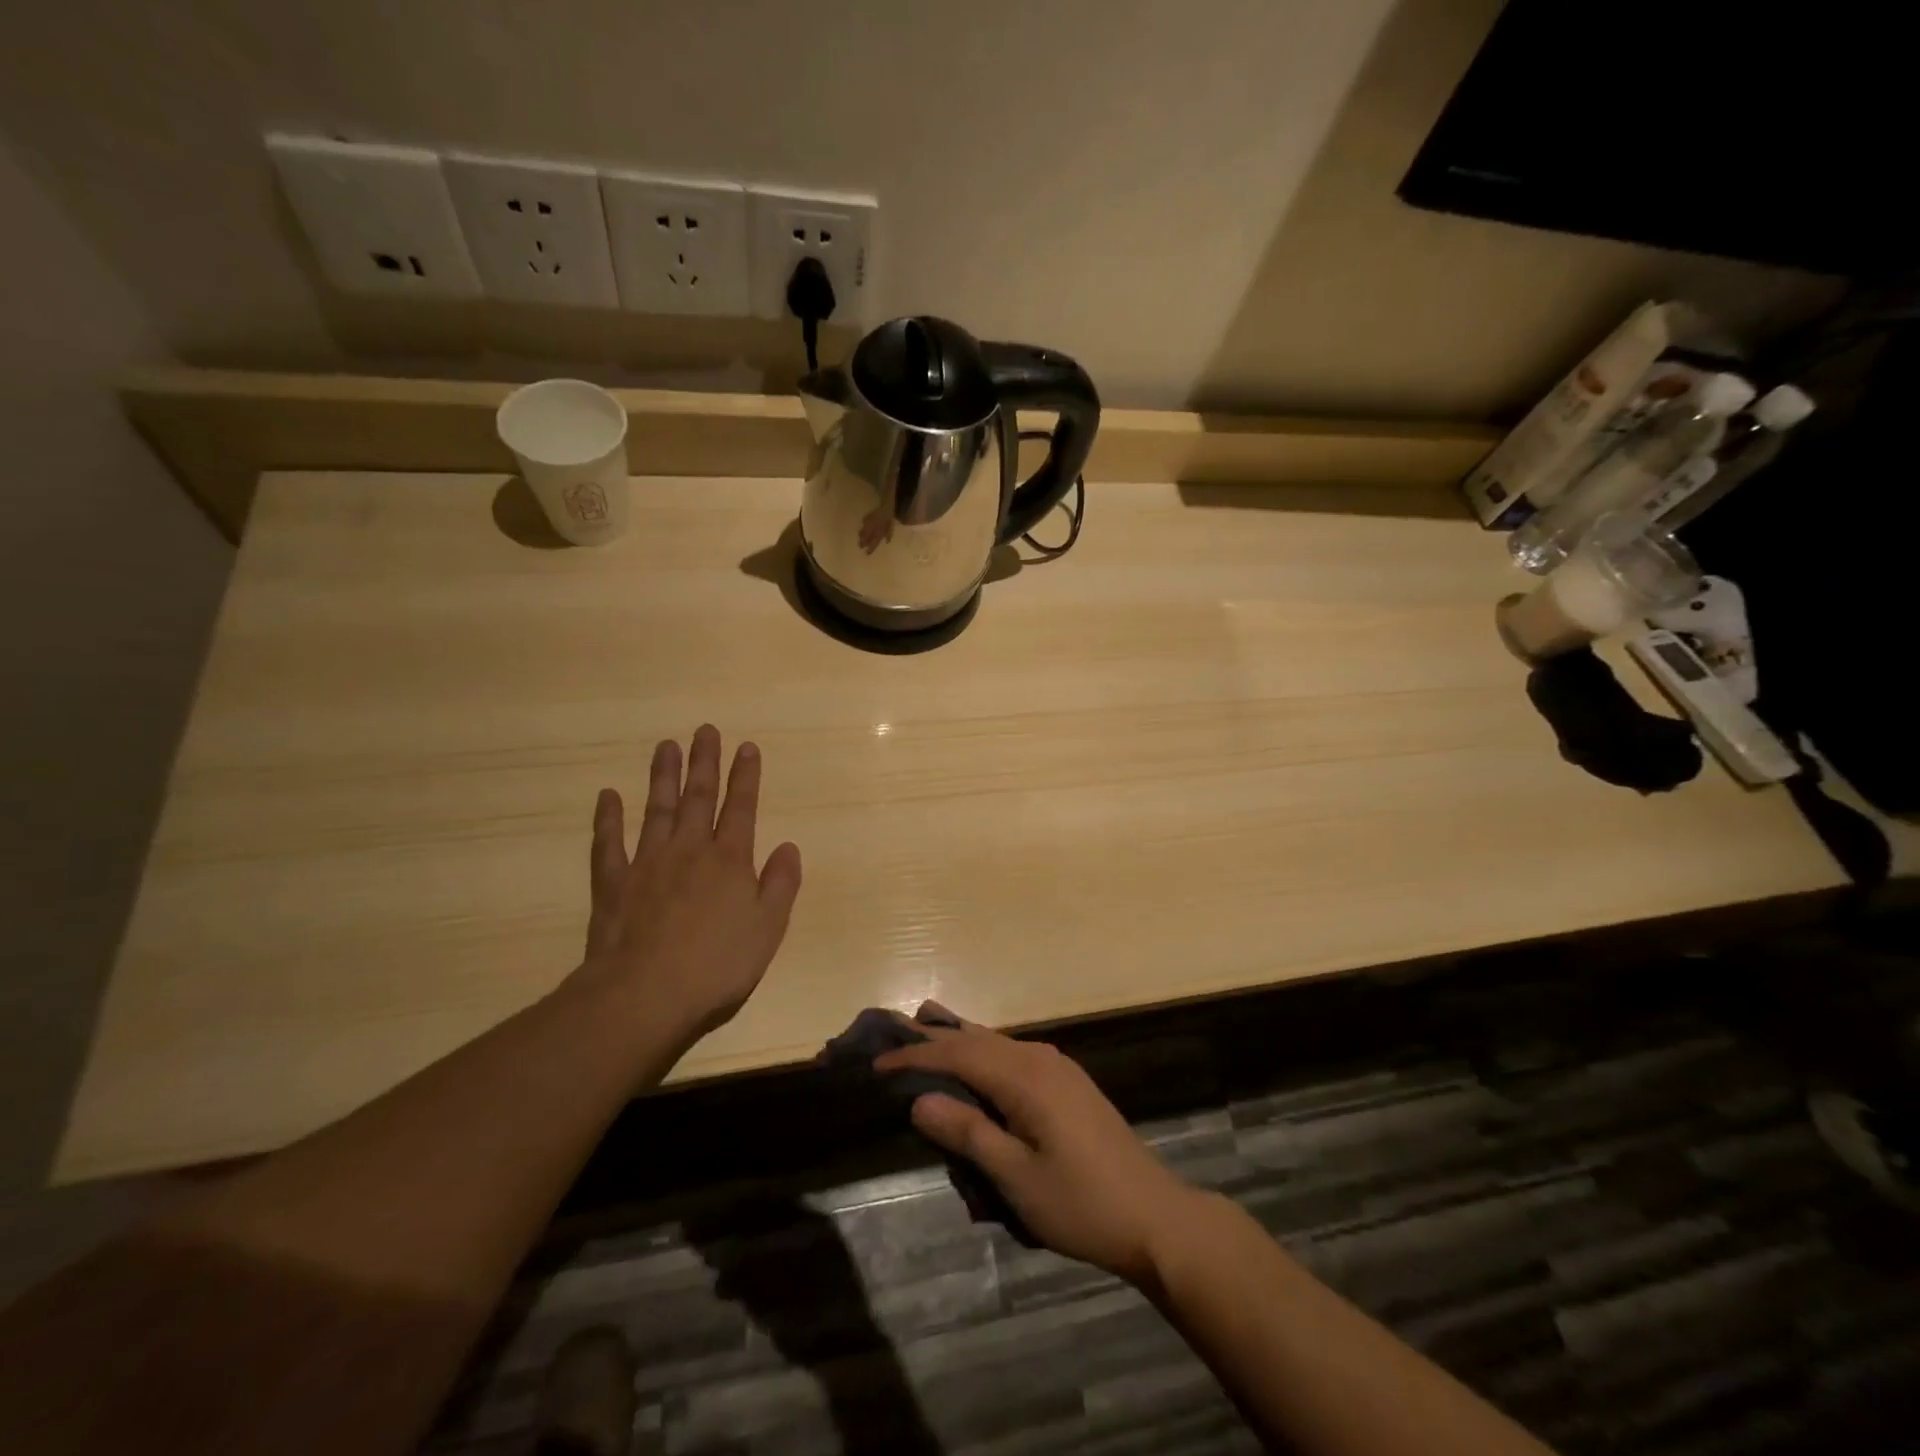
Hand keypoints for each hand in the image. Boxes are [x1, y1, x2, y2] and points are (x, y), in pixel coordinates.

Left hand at [577, 725, 802, 1049]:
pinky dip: (608, 819)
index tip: (746, 747)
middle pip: (698, 798)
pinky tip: (608, 796)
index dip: (745, 776)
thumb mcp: (768, 929)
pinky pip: (609, 844)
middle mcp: (690, 850)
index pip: (741, 808)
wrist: (645, 995)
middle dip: (704, 762)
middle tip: (704, 730)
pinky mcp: (613, 884)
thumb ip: (781, 884)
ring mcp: (647, 863)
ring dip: (663, 777)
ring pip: (656, 810)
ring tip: (666, 746)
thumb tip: (789, 846)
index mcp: (730, 860)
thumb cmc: (717, 965)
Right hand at [875, 1008, 1204, 1283]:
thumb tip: (919, 1099)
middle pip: (975, 1038)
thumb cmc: (1081, 1203)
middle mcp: (1039, 1058)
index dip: (915, 1056)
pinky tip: (972, 1061)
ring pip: (995, 1040)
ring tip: (921, 1032)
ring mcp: (1056, 1066)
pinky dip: (982, 1052)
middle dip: (932, 1036)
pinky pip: (1012, 1053)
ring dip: (957, 1039)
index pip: (957, 1054)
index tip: (877, 1064)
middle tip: (890, 1033)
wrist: (1153, 1215)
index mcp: (1024, 1077)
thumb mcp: (1017, 1178)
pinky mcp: (1066, 1081)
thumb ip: (968, 1134)